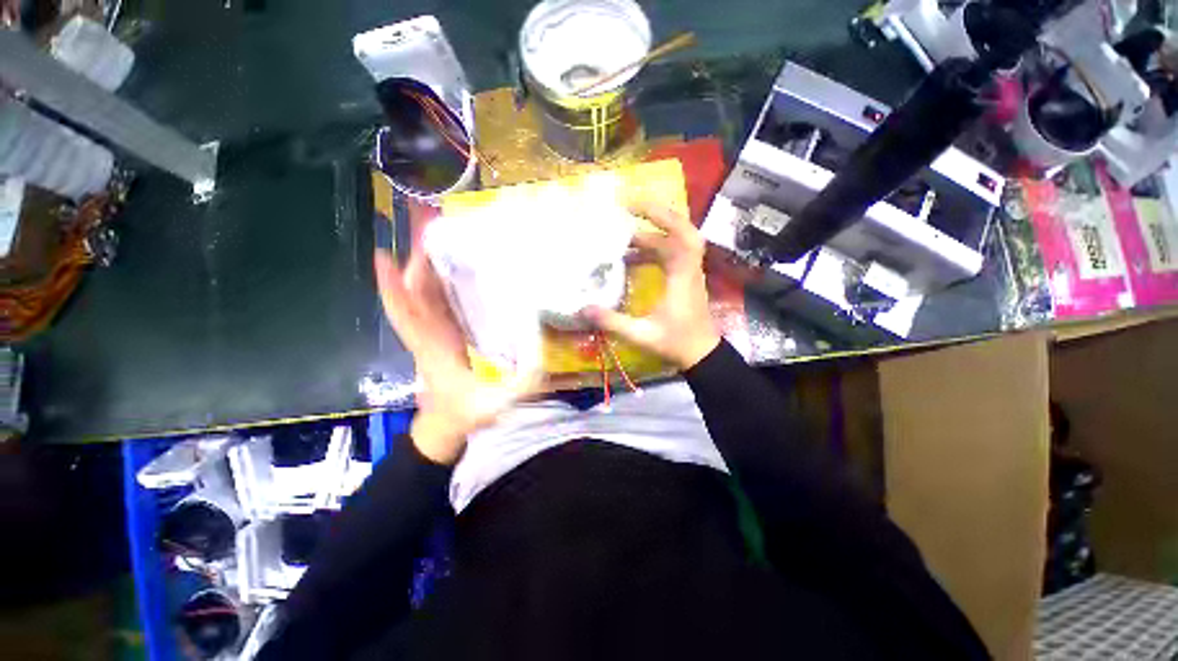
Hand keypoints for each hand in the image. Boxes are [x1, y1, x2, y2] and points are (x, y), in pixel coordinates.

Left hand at [375, 248, 537, 464]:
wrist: (446, 429)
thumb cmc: (464, 416)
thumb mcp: (494, 405)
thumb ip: (519, 388)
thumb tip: (545, 363)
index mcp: (433, 349)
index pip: (407, 314)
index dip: (394, 288)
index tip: (384, 255)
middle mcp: (430, 336)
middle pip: (416, 294)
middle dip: (419, 261)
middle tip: (431, 228)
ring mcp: (436, 335)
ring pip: (426, 296)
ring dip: (429, 268)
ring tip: (442, 238)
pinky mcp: (446, 336)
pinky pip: (439, 305)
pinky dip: (441, 284)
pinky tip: (456, 269)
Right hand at [581, 202, 720, 369]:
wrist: (703, 355)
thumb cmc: (676, 344)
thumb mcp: (642, 335)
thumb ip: (613, 322)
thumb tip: (583, 309)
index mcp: (682, 276)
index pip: (678, 236)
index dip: (658, 216)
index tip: (632, 207)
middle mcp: (689, 268)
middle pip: (681, 229)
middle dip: (657, 214)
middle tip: (630, 209)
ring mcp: (689, 272)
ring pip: (677, 240)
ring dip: (652, 233)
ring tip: (624, 236)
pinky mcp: (686, 278)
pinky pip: (672, 254)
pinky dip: (653, 250)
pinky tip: (632, 258)